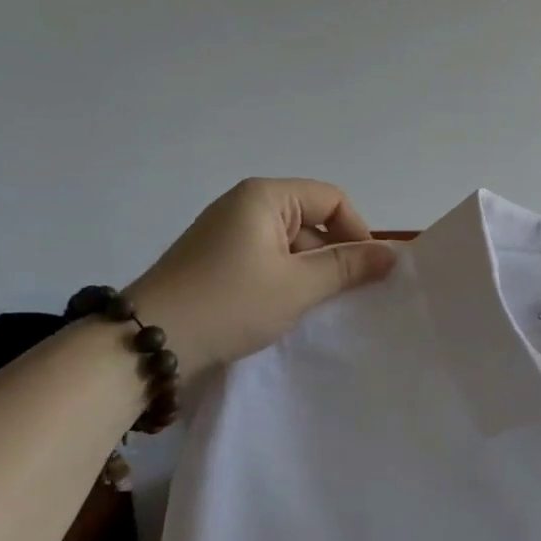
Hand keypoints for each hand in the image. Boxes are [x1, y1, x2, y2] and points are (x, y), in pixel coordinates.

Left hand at [127, 178, 396, 377]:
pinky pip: (266, 259)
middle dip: (333, 254)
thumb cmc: (230, 303)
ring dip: (308, 271)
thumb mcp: (298, 286)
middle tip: (344, 294)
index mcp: (265, 196)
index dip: (357, 231)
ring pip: (290, 243)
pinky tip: (284, 309)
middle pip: (311, 219)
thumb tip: (393, 254)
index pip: (332, 200)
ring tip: (313, 306)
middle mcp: (245, 204)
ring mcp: (227, 232)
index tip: (367, 271)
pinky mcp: (216, 259)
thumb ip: (348, 266)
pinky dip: (284, 280)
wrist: (147, 344)